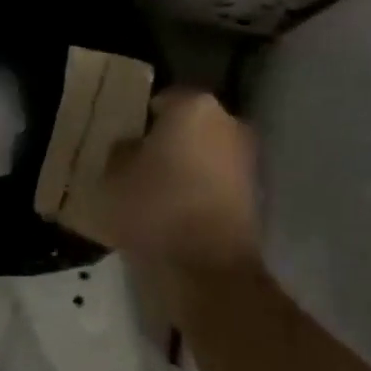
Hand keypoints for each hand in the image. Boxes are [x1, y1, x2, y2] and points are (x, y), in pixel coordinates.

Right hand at [103, 90, 261, 275]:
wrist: (209, 268)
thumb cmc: (155, 208)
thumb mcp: (114, 176)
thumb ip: (120, 151)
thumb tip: (131, 146)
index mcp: (195, 106)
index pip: (161, 101)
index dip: (140, 122)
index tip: (125, 144)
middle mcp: (228, 122)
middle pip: (188, 126)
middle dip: (167, 142)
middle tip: (139, 166)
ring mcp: (247, 158)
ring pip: (206, 154)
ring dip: (187, 167)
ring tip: (157, 193)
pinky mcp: (256, 193)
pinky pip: (218, 182)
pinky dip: (202, 190)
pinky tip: (179, 212)